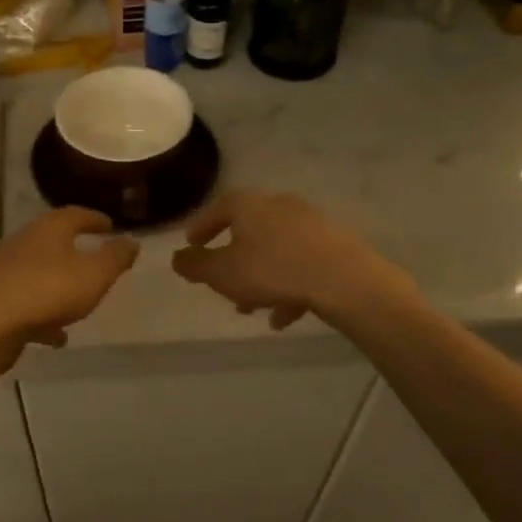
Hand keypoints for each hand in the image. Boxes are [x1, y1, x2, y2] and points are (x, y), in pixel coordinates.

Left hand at [0, 208, 138, 363]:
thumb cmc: (46, 291)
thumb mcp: (95, 274)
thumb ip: (116, 257)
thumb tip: (132, 240)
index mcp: (49, 229)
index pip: (76, 214)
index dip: (96, 219)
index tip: (110, 226)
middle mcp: (24, 242)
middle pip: (54, 241)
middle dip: (75, 250)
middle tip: (96, 260)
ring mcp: (5, 271)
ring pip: (39, 273)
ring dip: (59, 285)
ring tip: (79, 302)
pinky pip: (27, 303)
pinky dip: (44, 315)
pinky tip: (56, 336)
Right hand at [172, 191, 387, 329]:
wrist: (344, 279)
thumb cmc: (272, 270)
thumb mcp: (222, 273)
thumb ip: (195, 265)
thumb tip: (177, 258)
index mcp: (250, 205)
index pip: (219, 208)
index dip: (202, 227)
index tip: (192, 244)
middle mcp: (280, 206)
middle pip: (249, 231)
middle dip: (234, 260)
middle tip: (223, 284)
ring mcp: (311, 223)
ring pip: (276, 251)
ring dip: (261, 278)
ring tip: (253, 309)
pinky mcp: (335, 244)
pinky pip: (301, 264)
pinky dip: (288, 286)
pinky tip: (284, 316)